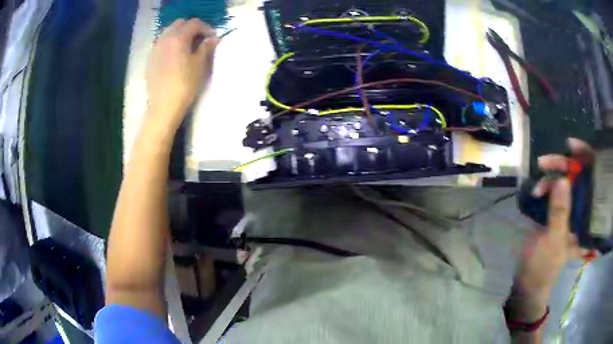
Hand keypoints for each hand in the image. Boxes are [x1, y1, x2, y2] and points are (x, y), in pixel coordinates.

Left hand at [146, 18, 218, 129]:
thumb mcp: (200, 64)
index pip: (194, 23)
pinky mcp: (150, 59)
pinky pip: (161, 43)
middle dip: (191, 28)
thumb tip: (213, 38)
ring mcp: (155, 48)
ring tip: (187, 46)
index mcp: (178, 37)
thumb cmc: (185, 84)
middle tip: (200, 39)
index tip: (212, 38)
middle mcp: (164, 38)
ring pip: (168, 32)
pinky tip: (174, 55)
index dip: (206, 28)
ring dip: (179, 34)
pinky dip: (170, 43)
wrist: (163, 105)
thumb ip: (206, 47)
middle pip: (179, 24)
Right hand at [510, 138, 592, 320]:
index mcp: (585, 220)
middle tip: (543, 163)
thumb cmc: (543, 267)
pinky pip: (553, 192)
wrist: (527, 283)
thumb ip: (559, 212)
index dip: (584, 159)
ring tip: (535, 190)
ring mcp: (568, 212)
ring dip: (549, 181)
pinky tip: (535, 192)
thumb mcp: (552, 241)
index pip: (591, 181)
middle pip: (576, 177)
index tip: (570, 146)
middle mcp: (580, 212)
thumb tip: (562, 179)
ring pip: (563, 183)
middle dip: (560, 168)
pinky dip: (544, 188)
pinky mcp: (556, 213)